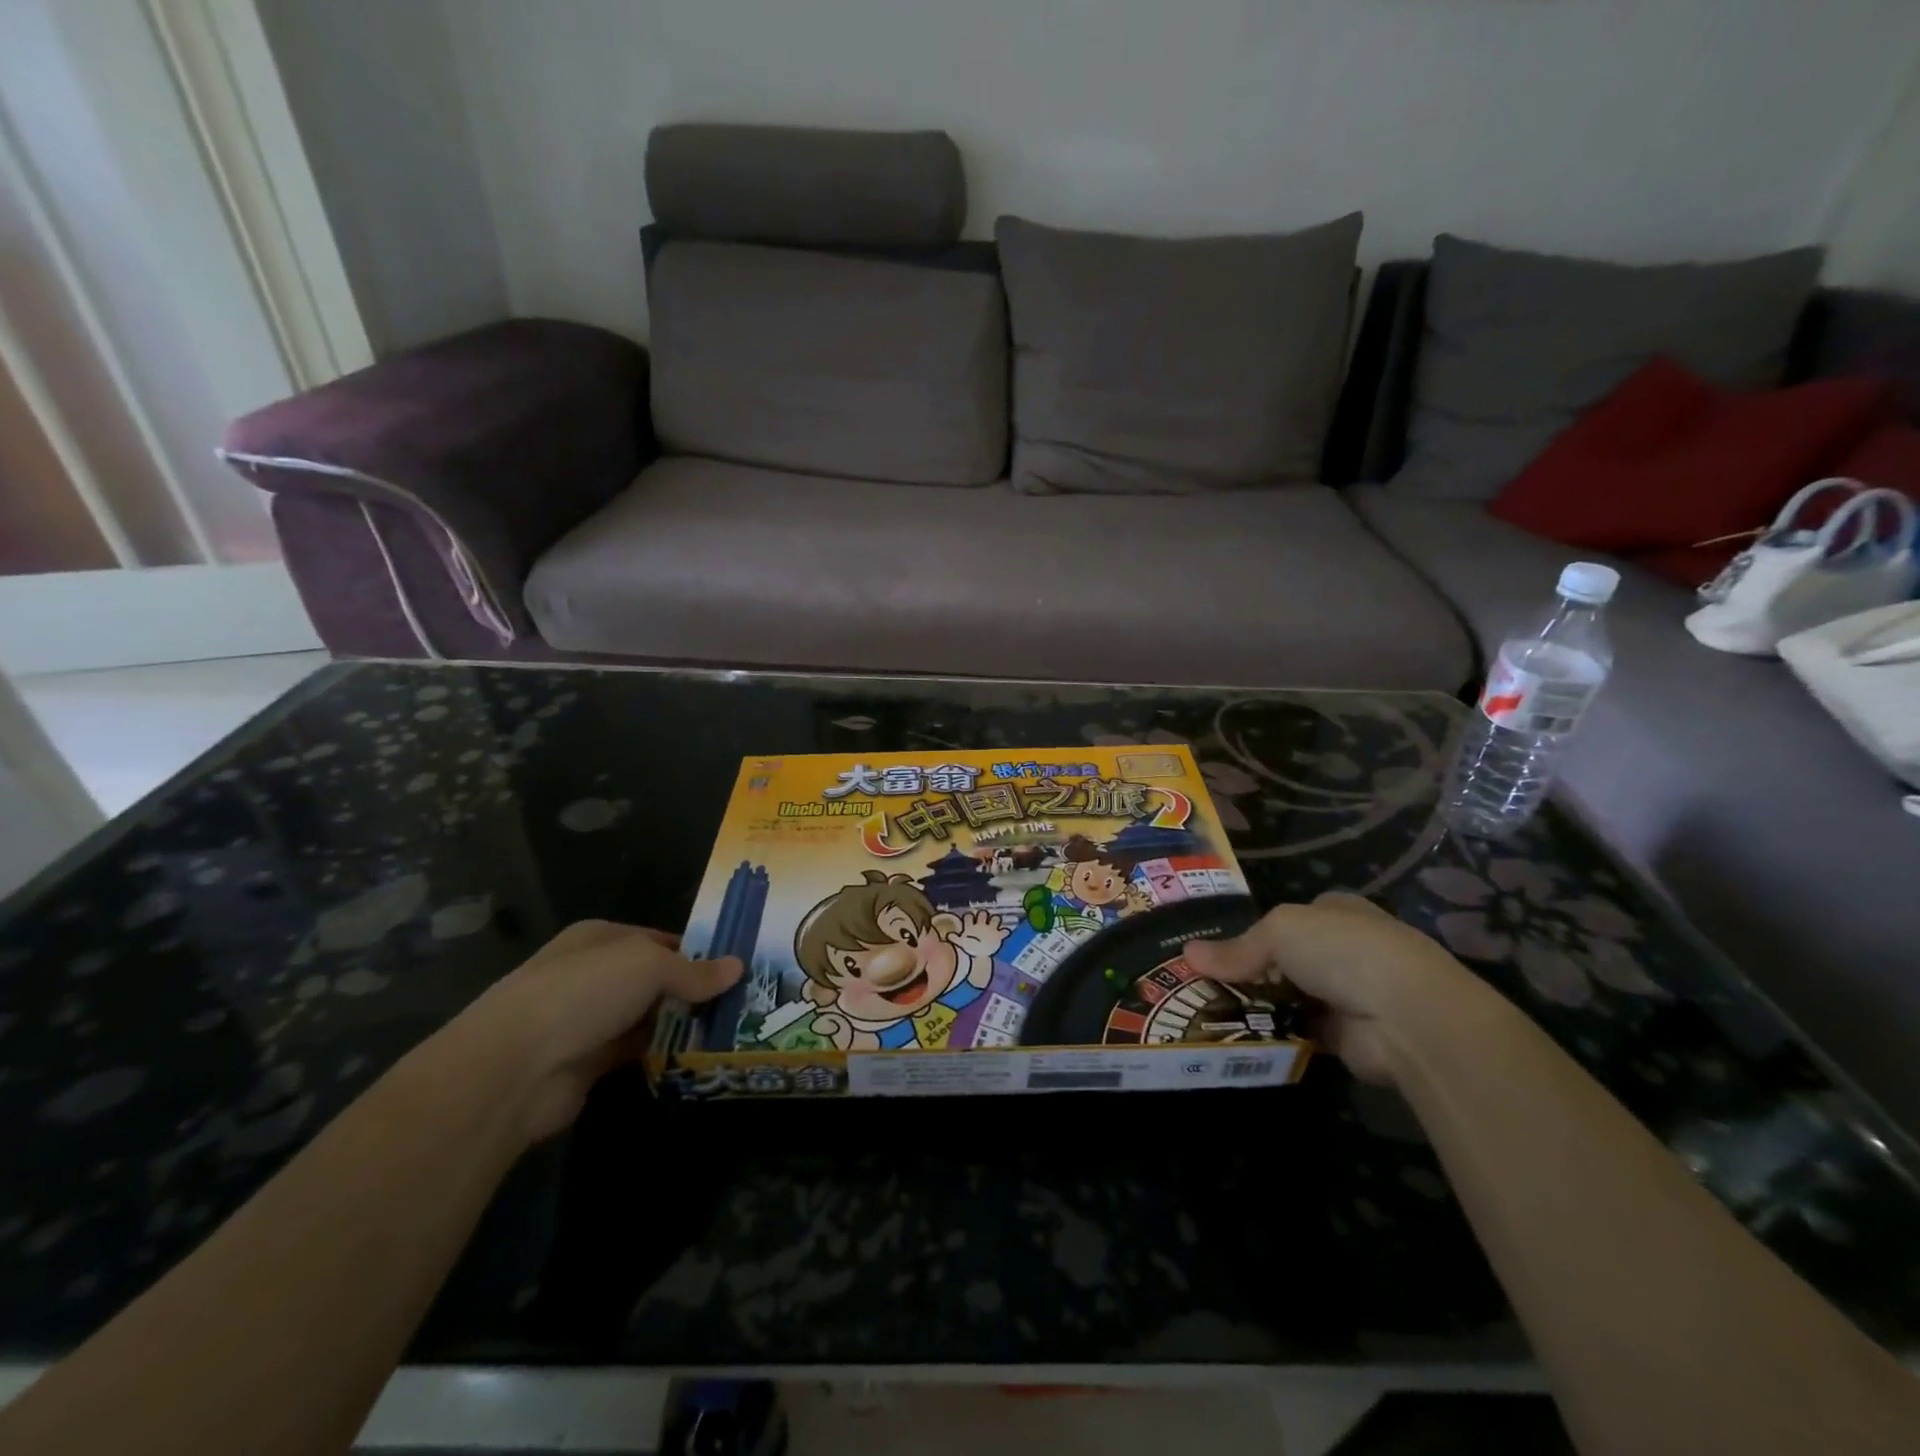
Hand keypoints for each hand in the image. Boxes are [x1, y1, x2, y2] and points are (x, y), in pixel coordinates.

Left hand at [443, 921, 741, 1142]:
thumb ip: (694, 971)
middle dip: (695, 990)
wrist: (513, 1069)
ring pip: (649, 1016)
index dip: (699, 951)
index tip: (738, 967)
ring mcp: (590, 1019)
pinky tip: (699, 1055)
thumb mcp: (648, 966)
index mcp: (602, 938)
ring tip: (734, 1028)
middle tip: (746, 1000)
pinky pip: (638, 1052)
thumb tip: (738, 966)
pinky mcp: (589, 1062)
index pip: (661, 939)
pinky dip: (664, 1053)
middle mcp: (595, 974)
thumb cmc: (583, 993)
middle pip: (657, 979)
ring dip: (682, 1023)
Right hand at [953, 909, 1009, 958]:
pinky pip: (1005, 931)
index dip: (969, 917)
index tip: (969, 919)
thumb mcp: (956, 943)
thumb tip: (948, 935)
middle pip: (983, 913)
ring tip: (996, 923)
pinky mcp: (999, 936)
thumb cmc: (963, 951)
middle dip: (983, 915)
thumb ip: (953, 938)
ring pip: (995, 918)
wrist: (975, 957)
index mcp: (969, 927)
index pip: (969, 916)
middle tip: (983, 920)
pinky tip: (1007, 932)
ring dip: (996, 921)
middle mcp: (980, 925)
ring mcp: (990, 929)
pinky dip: (1005, 931)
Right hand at [1184, 893, 1494, 1083]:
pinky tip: (1239, 1036)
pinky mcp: (1347, 1036)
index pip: (1286, 918)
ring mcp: (1349, 994)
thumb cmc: (1343, 951)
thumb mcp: (1278, 932)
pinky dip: (1274, 1034)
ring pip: (1289, 996)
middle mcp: (1345, 949)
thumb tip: (1187, 954)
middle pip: (1285, 959)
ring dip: (1260, 1005)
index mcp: (1336, 911)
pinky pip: (1298, 1031)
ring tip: (1208, 1012)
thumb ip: (1235, 948)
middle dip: (1250, 972)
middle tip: (1203, 985)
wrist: (1408, 1017)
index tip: (1215, 952)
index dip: (1252, 932)